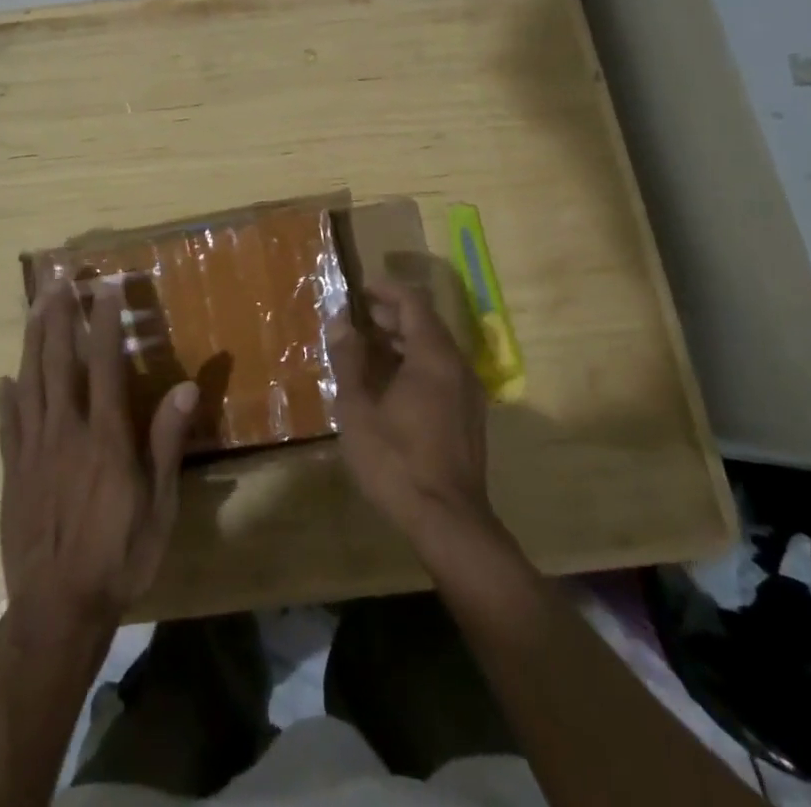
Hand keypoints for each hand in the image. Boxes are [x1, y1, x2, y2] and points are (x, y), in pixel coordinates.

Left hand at [0, 280, 197, 629]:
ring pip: (30, 383)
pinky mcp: (11, 473)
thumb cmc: (119, 555)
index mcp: (105, 437)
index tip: (104, 287)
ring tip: (34, 307)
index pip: (105, 364)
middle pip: (59, 362)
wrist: (57, 610)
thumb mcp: (158, 505)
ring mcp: (33, 451)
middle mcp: (65, 432)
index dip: (104, 322)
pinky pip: (8, 426)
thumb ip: (166, 443)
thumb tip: (186, 387)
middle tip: (58, 281)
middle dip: (59, 318)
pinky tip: (5, 379)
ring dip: (32, 342)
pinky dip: (7, 398)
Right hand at [327, 281, 494, 553]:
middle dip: (391, 316)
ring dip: (402, 342)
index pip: (413, 303)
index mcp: (433, 356)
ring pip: (435, 350)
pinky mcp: (469, 417)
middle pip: (426, 324)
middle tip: (357, 320)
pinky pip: (442, 373)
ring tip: (367, 350)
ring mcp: (468, 392)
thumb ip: (349, 360)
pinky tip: (389, 385)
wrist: (448, 522)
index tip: (359, 289)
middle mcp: (457, 366)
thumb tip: (340, 321)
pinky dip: (415, 365)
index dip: (385, 290)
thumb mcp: (358, 408)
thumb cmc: (396, 460)